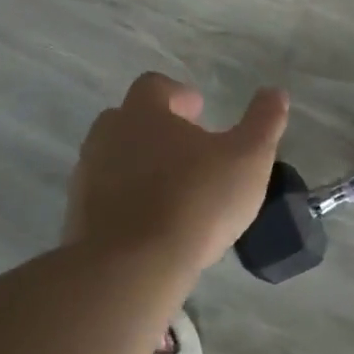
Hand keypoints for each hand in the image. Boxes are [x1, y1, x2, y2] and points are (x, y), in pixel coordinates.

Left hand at [64, 73, 289, 271]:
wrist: (132, 268)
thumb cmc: (196, 200)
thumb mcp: (248, 158)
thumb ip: (264, 122)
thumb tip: (274, 92)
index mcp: (143, 113)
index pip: (154, 86)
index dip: (178, 94)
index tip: (199, 111)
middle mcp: (108, 136)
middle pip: (128, 119)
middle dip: (157, 129)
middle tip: (189, 150)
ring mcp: (87, 177)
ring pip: (115, 159)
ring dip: (141, 165)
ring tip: (174, 189)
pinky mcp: (78, 218)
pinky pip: (106, 197)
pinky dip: (128, 201)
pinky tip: (154, 223)